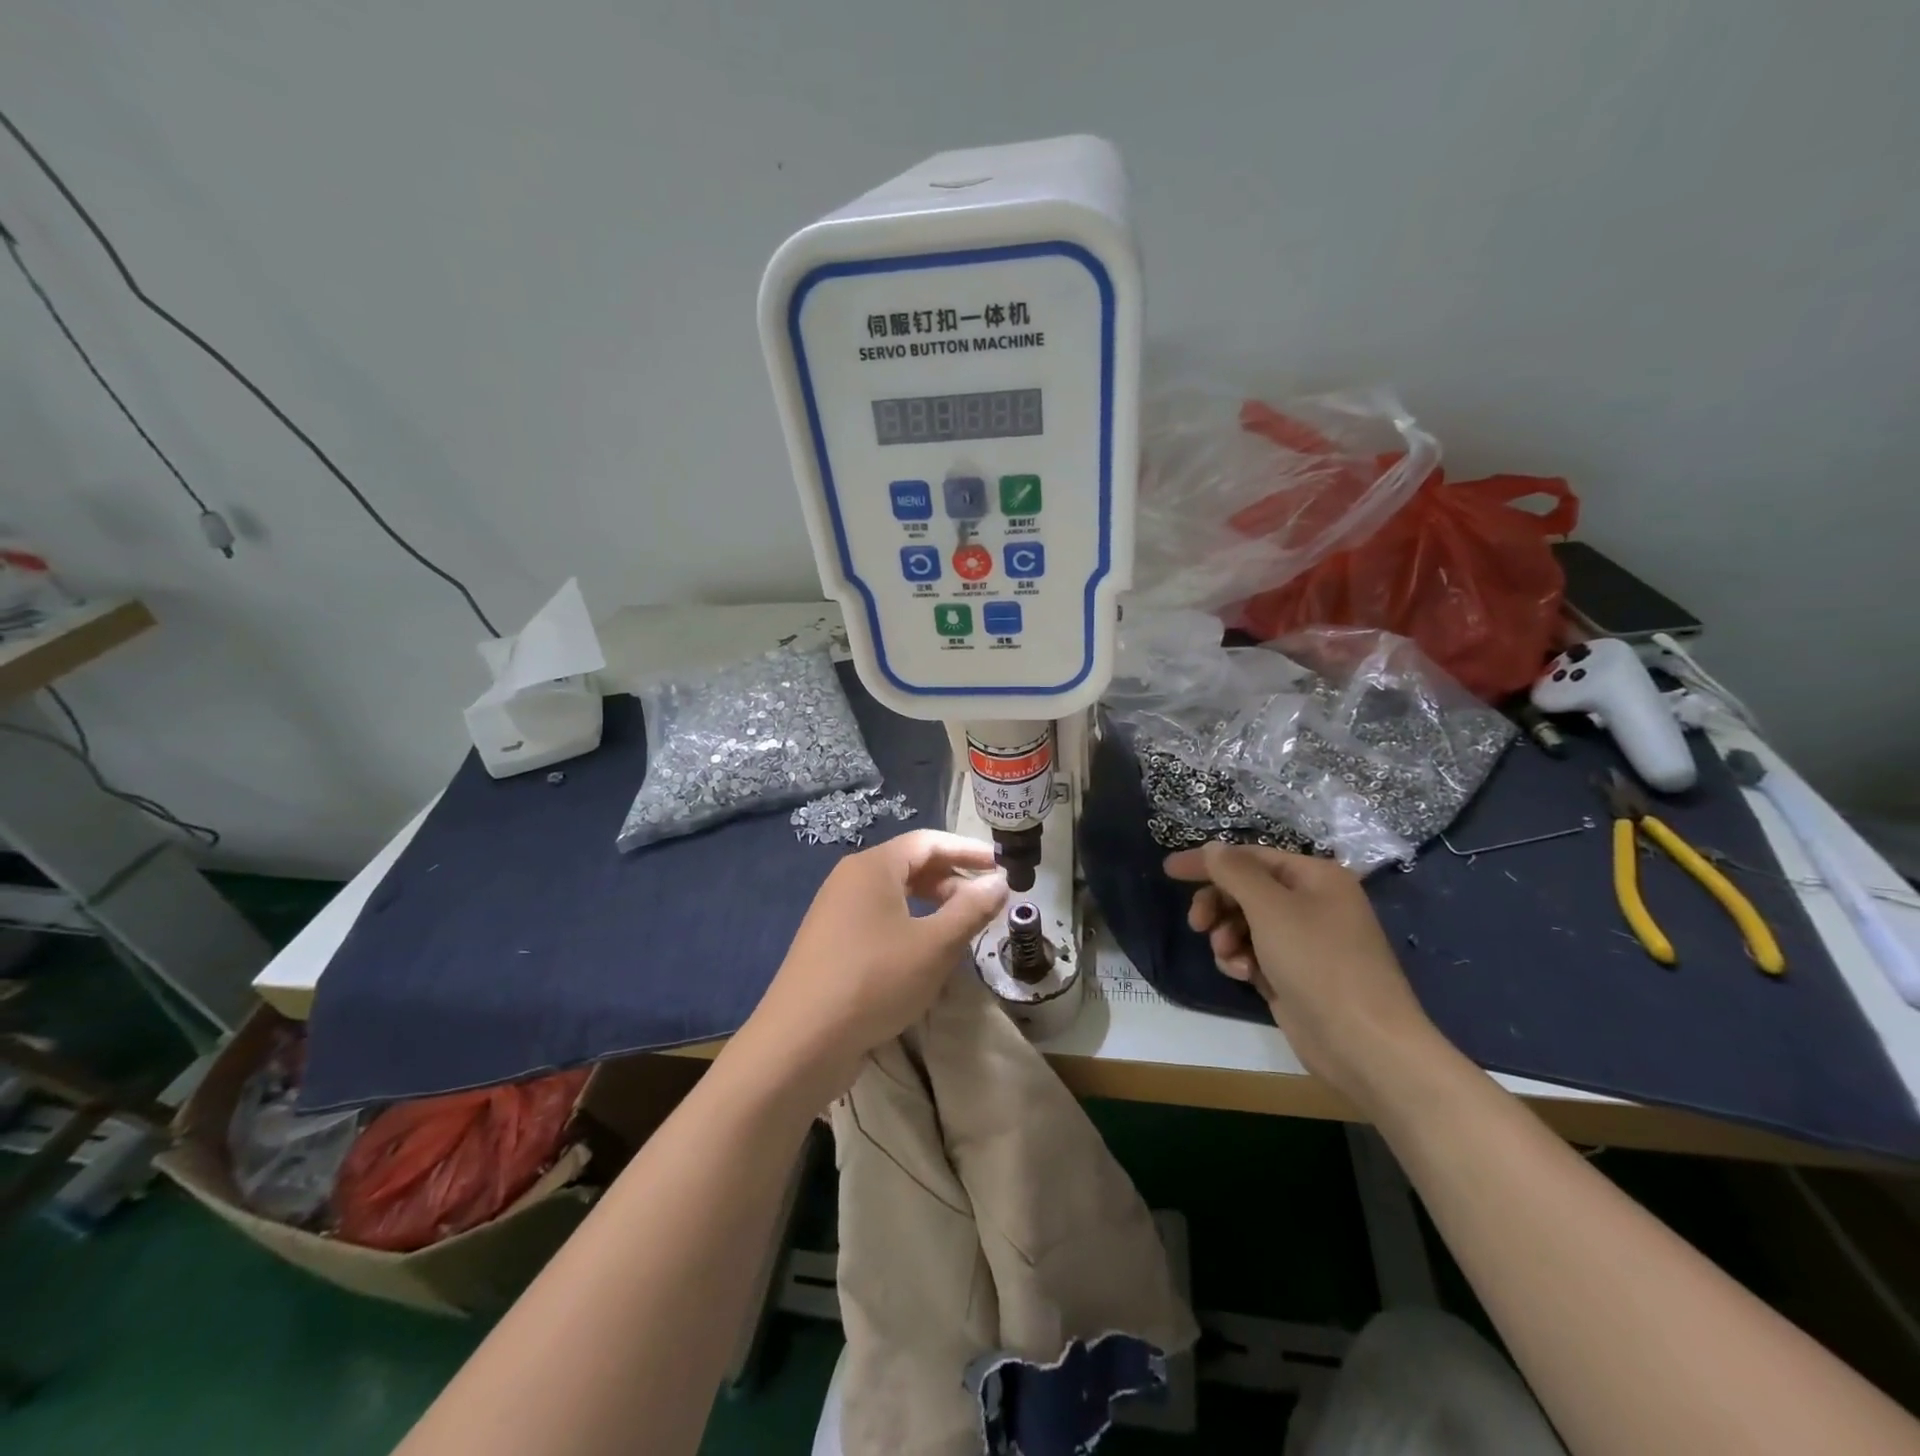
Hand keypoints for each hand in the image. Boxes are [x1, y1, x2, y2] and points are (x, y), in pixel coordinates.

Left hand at [745, 830, 1008, 1094]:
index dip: (968, 849)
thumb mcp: (934, 946)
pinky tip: (926, 955)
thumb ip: (971, 909)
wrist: (801, 1042)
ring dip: (932, 905)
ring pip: (894, 895)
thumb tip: (999, 882)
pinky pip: (878, 920)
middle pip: (910, 865)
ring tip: (962, 927)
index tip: (1001, 864)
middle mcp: (850, 879)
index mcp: (872, 866)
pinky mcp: (831, 943)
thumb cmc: (874, 980)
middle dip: (952, 879)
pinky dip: (909, 925)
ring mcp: (836, 912)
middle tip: (986, 902)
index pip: (928, 841)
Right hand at [1163, 843, 1447, 1108]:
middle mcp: (1312, 903)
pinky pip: (1255, 953)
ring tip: (1229, 957)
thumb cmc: (1319, 963)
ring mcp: (1305, 941)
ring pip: (1245, 924)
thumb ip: (1235, 872)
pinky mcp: (1294, 974)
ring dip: (1227, 937)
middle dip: (1218, 905)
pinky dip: (1242, 960)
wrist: (1363, 1044)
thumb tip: (1212, 848)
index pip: (1250, 857)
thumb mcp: (1270, 908)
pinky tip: (1244, 976)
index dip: (1208, 862)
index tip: (1168, 871)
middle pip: (1246, 890)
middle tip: (1197, 924)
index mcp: (1315, 877)